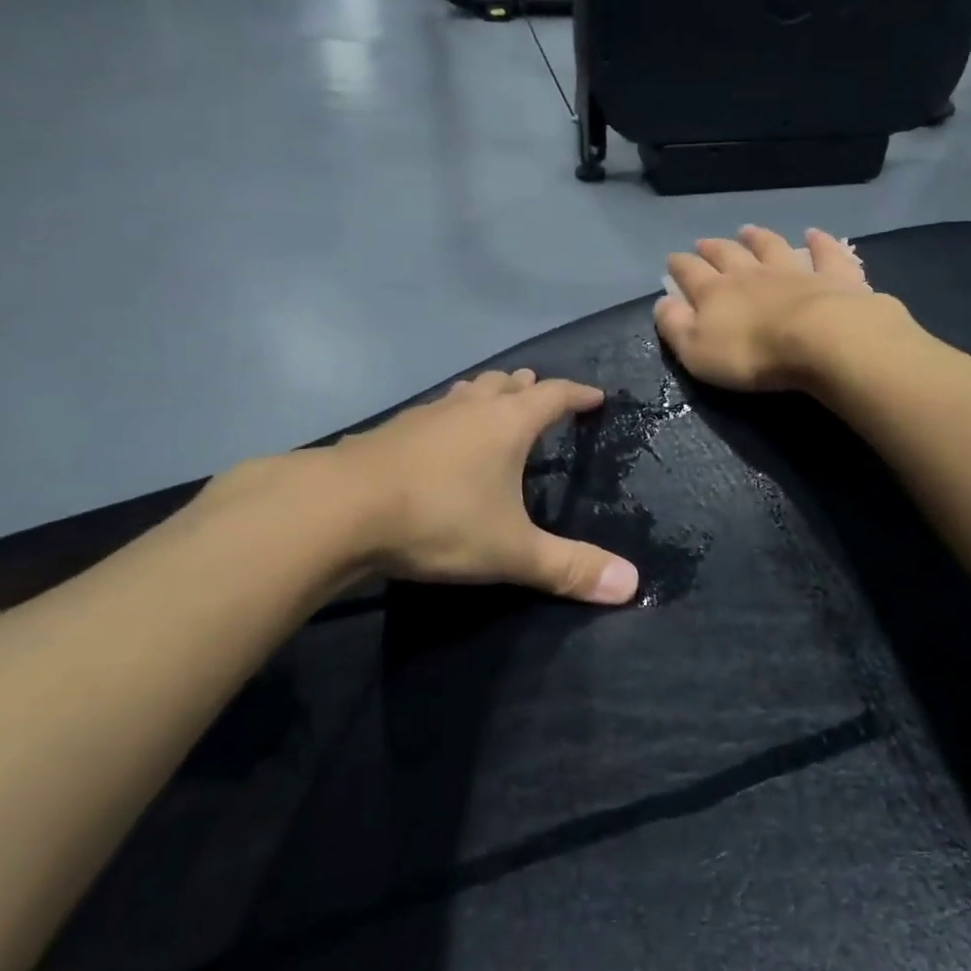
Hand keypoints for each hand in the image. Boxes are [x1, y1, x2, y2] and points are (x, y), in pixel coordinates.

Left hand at [215, 370, 638, 605]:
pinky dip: (449, 416)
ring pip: (466, 393)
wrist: (338, 509)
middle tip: (541, 395)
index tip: (595, 397)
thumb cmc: (438, 520)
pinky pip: (433, 412)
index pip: (554, 395)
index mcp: (507, 423)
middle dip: (529, 388)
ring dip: (487, 394)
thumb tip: (632, 586)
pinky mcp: (390, 431)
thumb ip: (569, 568)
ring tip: (494, 404)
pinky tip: (438, 438)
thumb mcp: (511, 551)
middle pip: (506, 384)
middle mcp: (470, 408)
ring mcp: (426, 415)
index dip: (577, 394)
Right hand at [655, 226, 895, 391]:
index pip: (690, 273)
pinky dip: (819, 242)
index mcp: (715, 293)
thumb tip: (662, 303)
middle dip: (713, 248)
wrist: (819, 339)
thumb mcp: (697, 350)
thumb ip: (675, 326)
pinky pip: (824, 254)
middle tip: (704, 242)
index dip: (679, 266)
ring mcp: (793, 271)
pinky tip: (814, 233)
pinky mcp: (832, 277)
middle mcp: (751, 274)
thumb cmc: (751, 353)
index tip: (672, 259)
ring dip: (758, 237)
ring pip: (771, 247)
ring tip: (748, 229)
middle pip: (728, 254)